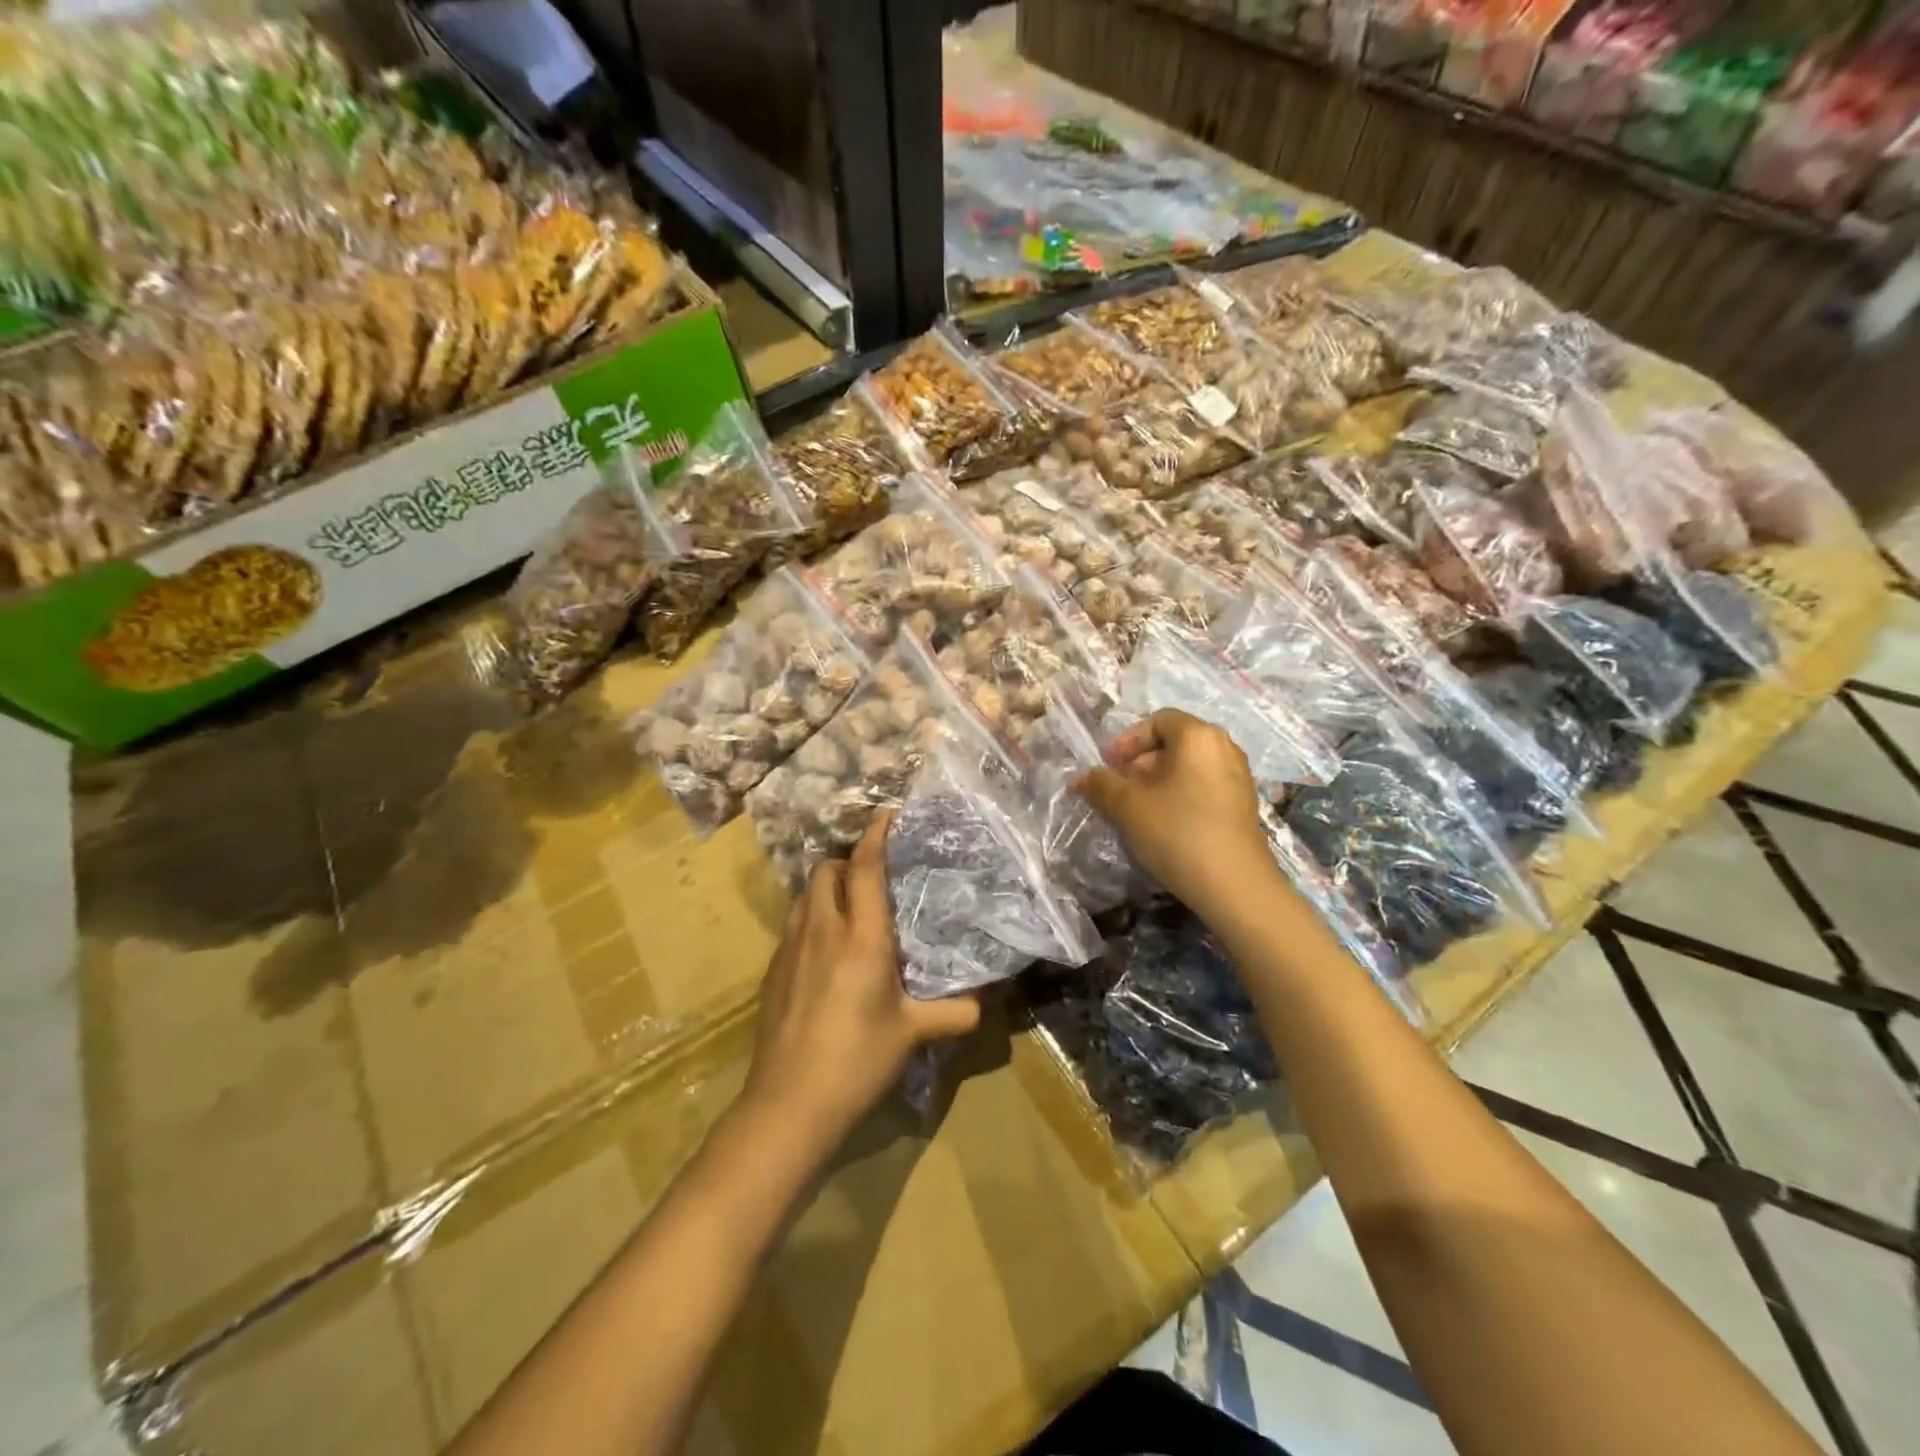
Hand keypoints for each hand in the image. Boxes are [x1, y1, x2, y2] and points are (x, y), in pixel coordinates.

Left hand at [743, 813, 981, 1152]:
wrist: (788, 1104)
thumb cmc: (857, 1061)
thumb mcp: (912, 1034)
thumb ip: (955, 1012)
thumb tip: (988, 1000)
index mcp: (861, 937)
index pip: (865, 868)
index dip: (876, 835)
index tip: (887, 814)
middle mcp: (822, 929)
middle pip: (827, 870)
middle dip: (849, 862)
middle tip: (875, 878)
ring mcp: (790, 948)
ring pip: (806, 894)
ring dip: (829, 888)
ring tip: (852, 908)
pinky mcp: (773, 970)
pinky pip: (795, 923)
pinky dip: (813, 918)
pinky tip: (827, 951)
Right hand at [1076, 708, 1277, 919]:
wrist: (1235, 886)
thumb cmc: (1177, 832)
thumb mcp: (1127, 806)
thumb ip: (1100, 785)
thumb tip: (1080, 778)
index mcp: (1199, 736)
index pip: (1157, 720)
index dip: (1127, 740)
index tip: (1108, 766)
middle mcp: (1224, 748)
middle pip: (1173, 744)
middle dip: (1139, 764)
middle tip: (1117, 791)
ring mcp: (1239, 777)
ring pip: (1187, 769)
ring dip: (1157, 783)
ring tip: (1136, 811)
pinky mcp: (1243, 806)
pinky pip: (1203, 788)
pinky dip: (1179, 797)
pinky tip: (1163, 826)